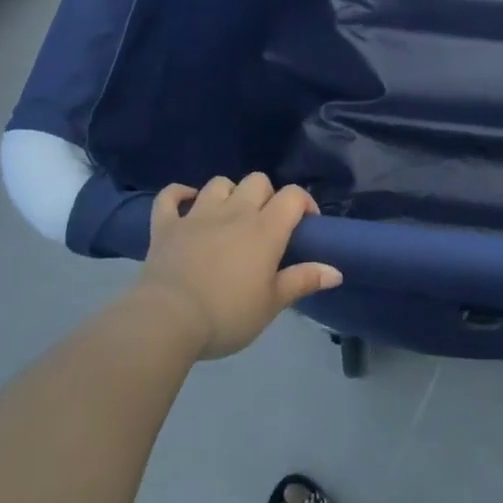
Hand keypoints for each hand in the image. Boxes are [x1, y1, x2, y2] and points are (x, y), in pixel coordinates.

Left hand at [133, 174, 342, 359]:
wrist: (168, 321)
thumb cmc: (227, 315)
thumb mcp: (271, 304)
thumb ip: (303, 281)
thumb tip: (336, 271)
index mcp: (265, 229)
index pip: (293, 196)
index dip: (304, 203)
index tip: (305, 225)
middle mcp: (235, 212)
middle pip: (257, 181)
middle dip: (266, 196)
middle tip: (265, 225)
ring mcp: (197, 215)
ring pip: (219, 183)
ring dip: (228, 194)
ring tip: (229, 216)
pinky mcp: (166, 226)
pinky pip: (169, 196)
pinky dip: (178, 194)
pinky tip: (186, 201)